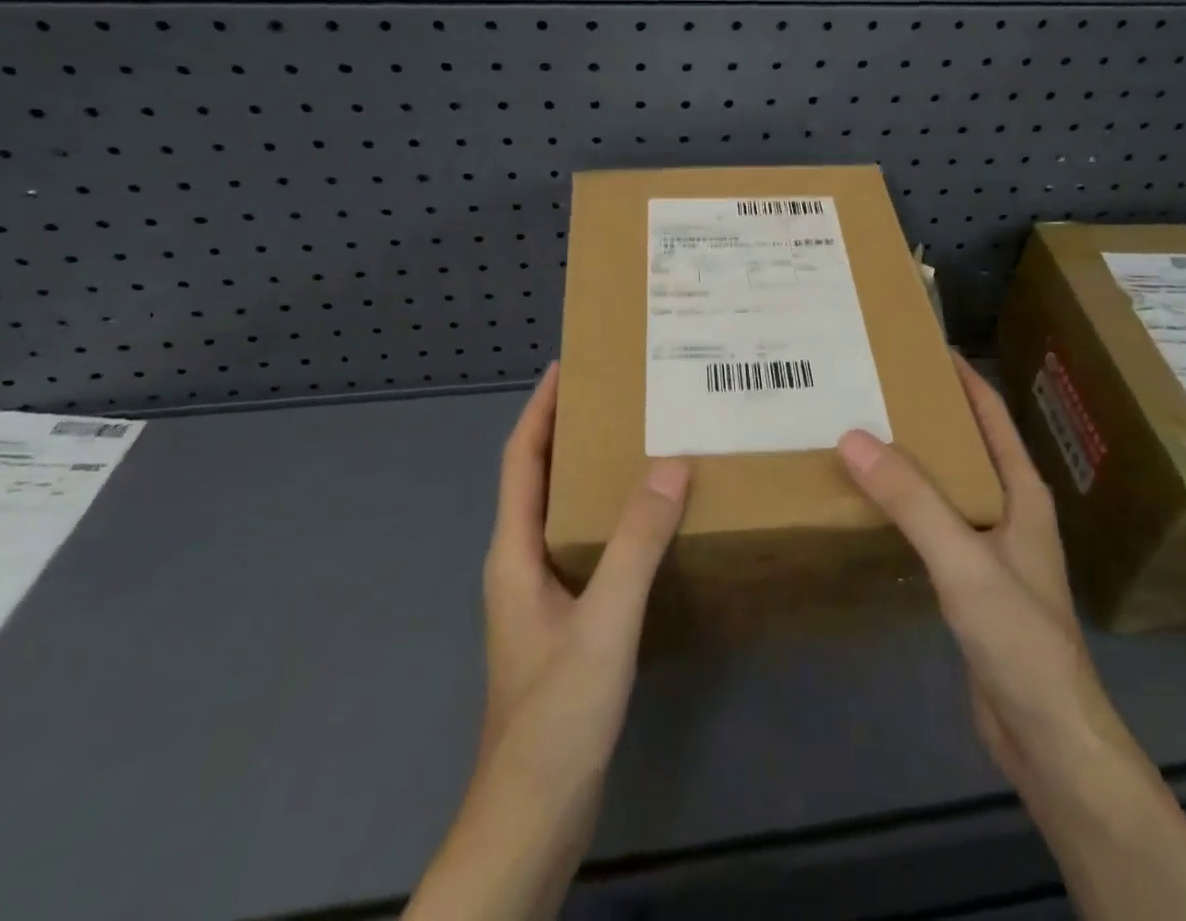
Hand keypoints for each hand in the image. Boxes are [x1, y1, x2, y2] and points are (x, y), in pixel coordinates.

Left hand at [407, 363, 690, 920]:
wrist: (532, 820)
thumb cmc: (555, 715)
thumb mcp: (603, 622)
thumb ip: (637, 543)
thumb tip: (671, 464)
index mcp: (514, 552)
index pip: (520, 459)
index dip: (540, 409)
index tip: (568, 365)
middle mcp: (521, 563)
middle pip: (540, 479)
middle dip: (569, 431)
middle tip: (620, 396)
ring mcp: (541, 595)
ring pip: (564, 513)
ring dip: (591, 473)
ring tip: (640, 443)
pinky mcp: (565, 622)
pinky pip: (587, 547)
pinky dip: (611, 519)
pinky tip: (650, 523)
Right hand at [838, 352, 1092, 797]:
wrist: (1048, 737)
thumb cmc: (1019, 638)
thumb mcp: (963, 561)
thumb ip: (911, 500)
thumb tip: (852, 436)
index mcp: (1022, 492)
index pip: (991, 414)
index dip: (961, 376)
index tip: (920, 344)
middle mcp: (1009, 510)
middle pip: (966, 445)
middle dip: (927, 413)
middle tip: (873, 387)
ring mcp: (991, 547)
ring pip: (948, 485)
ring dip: (914, 459)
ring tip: (863, 434)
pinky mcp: (972, 581)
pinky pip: (935, 523)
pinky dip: (907, 504)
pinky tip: (874, 503)